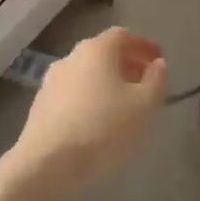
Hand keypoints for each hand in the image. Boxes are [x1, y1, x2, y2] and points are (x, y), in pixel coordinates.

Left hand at [6, 27, 167, 200]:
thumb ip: (156, 81)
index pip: (123, 36)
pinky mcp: (40, 107)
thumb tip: (158, 64)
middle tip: (145, 84)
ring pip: (86, 75)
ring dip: (107, 84)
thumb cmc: (104, 128)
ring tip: (124, 106)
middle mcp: (71, 57)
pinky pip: (72, 95)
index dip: (143, 46)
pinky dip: (89, 100)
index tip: (159, 61)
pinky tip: (98, 122)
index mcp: (97, 49)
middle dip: (126, 65)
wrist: (47, 164)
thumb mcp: (145, 106)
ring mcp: (51, 82)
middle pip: (103, 53)